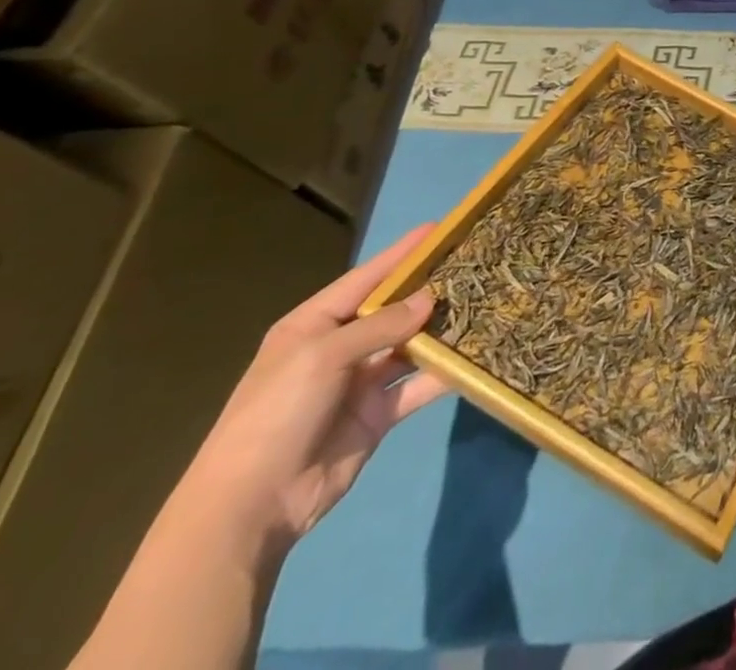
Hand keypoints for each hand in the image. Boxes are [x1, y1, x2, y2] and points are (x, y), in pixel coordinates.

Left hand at [180, 225, 449, 549]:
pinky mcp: (378, 415)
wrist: (250, 507)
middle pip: (393, 310)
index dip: (401, 255)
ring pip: (411, 345)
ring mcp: (360, 382)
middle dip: (430, 289)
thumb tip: (431, 298)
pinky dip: (444, 373)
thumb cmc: (277, 414)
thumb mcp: (324, 356)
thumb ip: (382, 325)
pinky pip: (417, 385)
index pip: (366, 279)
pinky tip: (476, 356)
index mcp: (314, 325)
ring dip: (442, 330)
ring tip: (485, 304)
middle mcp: (340, 348)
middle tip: (474, 265)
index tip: (439, 229)